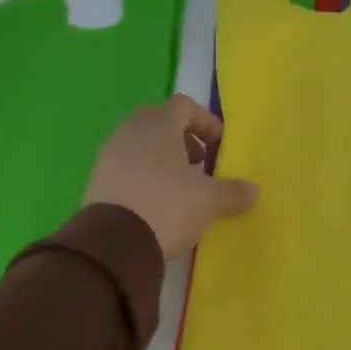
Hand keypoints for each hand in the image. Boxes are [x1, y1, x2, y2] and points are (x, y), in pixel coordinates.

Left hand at [84, 97, 258, 259]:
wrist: (115, 244)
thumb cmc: (168, 207)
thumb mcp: (209, 201)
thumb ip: (233, 191)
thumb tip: (253, 189)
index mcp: (158, 126)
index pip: (184, 105)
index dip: (206, 121)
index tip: (219, 144)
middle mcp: (129, 132)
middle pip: (159, 122)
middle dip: (182, 139)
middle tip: (199, 163)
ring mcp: (108, 156)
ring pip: (139, 145)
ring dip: (161, 159)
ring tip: (179, 186)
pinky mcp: (96, 181)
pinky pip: (125, 168)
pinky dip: (143, 176)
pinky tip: (155, 202)